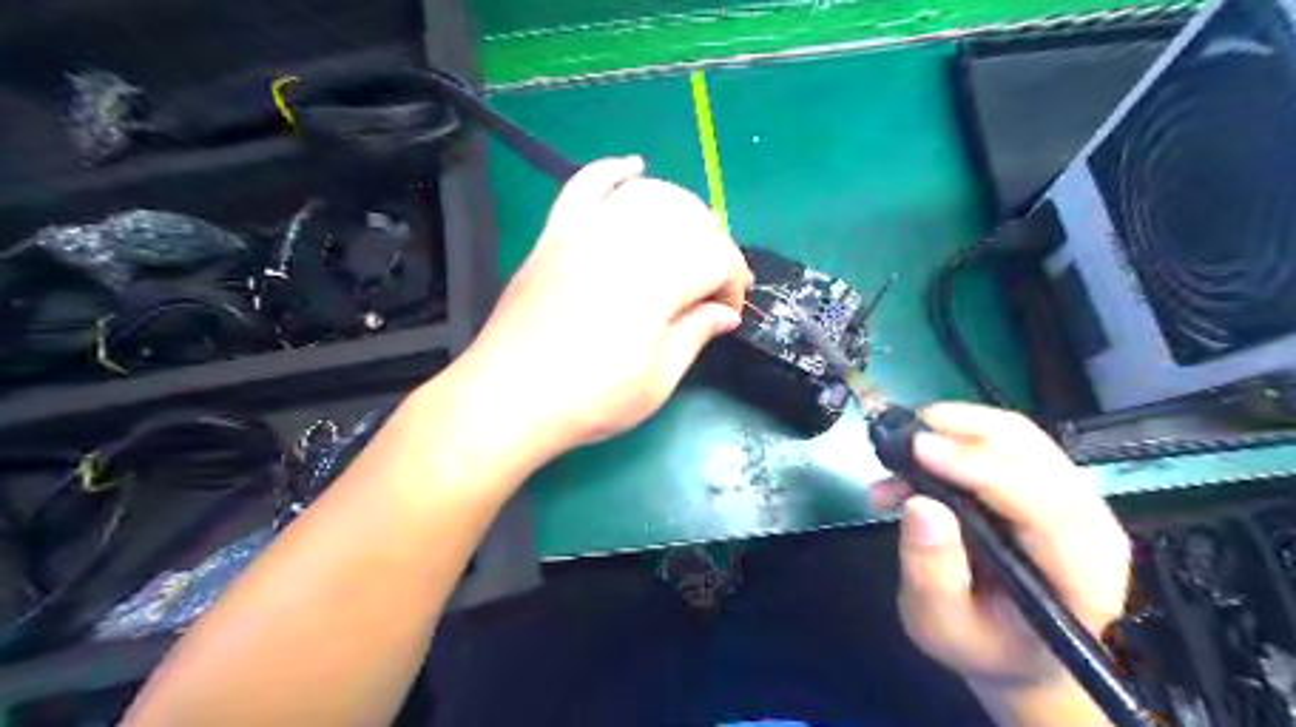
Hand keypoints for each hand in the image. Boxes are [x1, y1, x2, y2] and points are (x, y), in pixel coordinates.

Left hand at [464, 156, 749, 450]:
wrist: (507, 399)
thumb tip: (725, 313)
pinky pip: (586, 183)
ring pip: (648, 194)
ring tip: (688, 239)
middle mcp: (625, 242)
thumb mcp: (656, 382)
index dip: (734, 281)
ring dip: (681, 209)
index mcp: (657, 282)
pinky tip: (634, 168)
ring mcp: (585, 232)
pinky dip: (613, 170)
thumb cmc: (588, 401)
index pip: (717, 257)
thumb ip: (695, 335)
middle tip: (712, 285)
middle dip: (715, 247)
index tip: (729, 312)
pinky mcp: (555, 233)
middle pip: (690, 219)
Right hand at [874, 406, 1131, 689]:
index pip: (1040, 503)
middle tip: (900, 439)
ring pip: (1019, 435)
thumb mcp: (942, 625)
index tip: (918, 448)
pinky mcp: (1048, 484)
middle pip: (1032, 451)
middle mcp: (1089, 525)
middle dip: (961, 431)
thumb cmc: (982, 644)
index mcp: (1079, 574)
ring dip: (956, 427)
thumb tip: (920, 504)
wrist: (1014, 651)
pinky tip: (918, 458)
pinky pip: (1006, 441)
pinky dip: (958, 435)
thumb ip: (932, 571)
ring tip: (903, 448)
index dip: (977, 468)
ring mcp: (1072, 498)